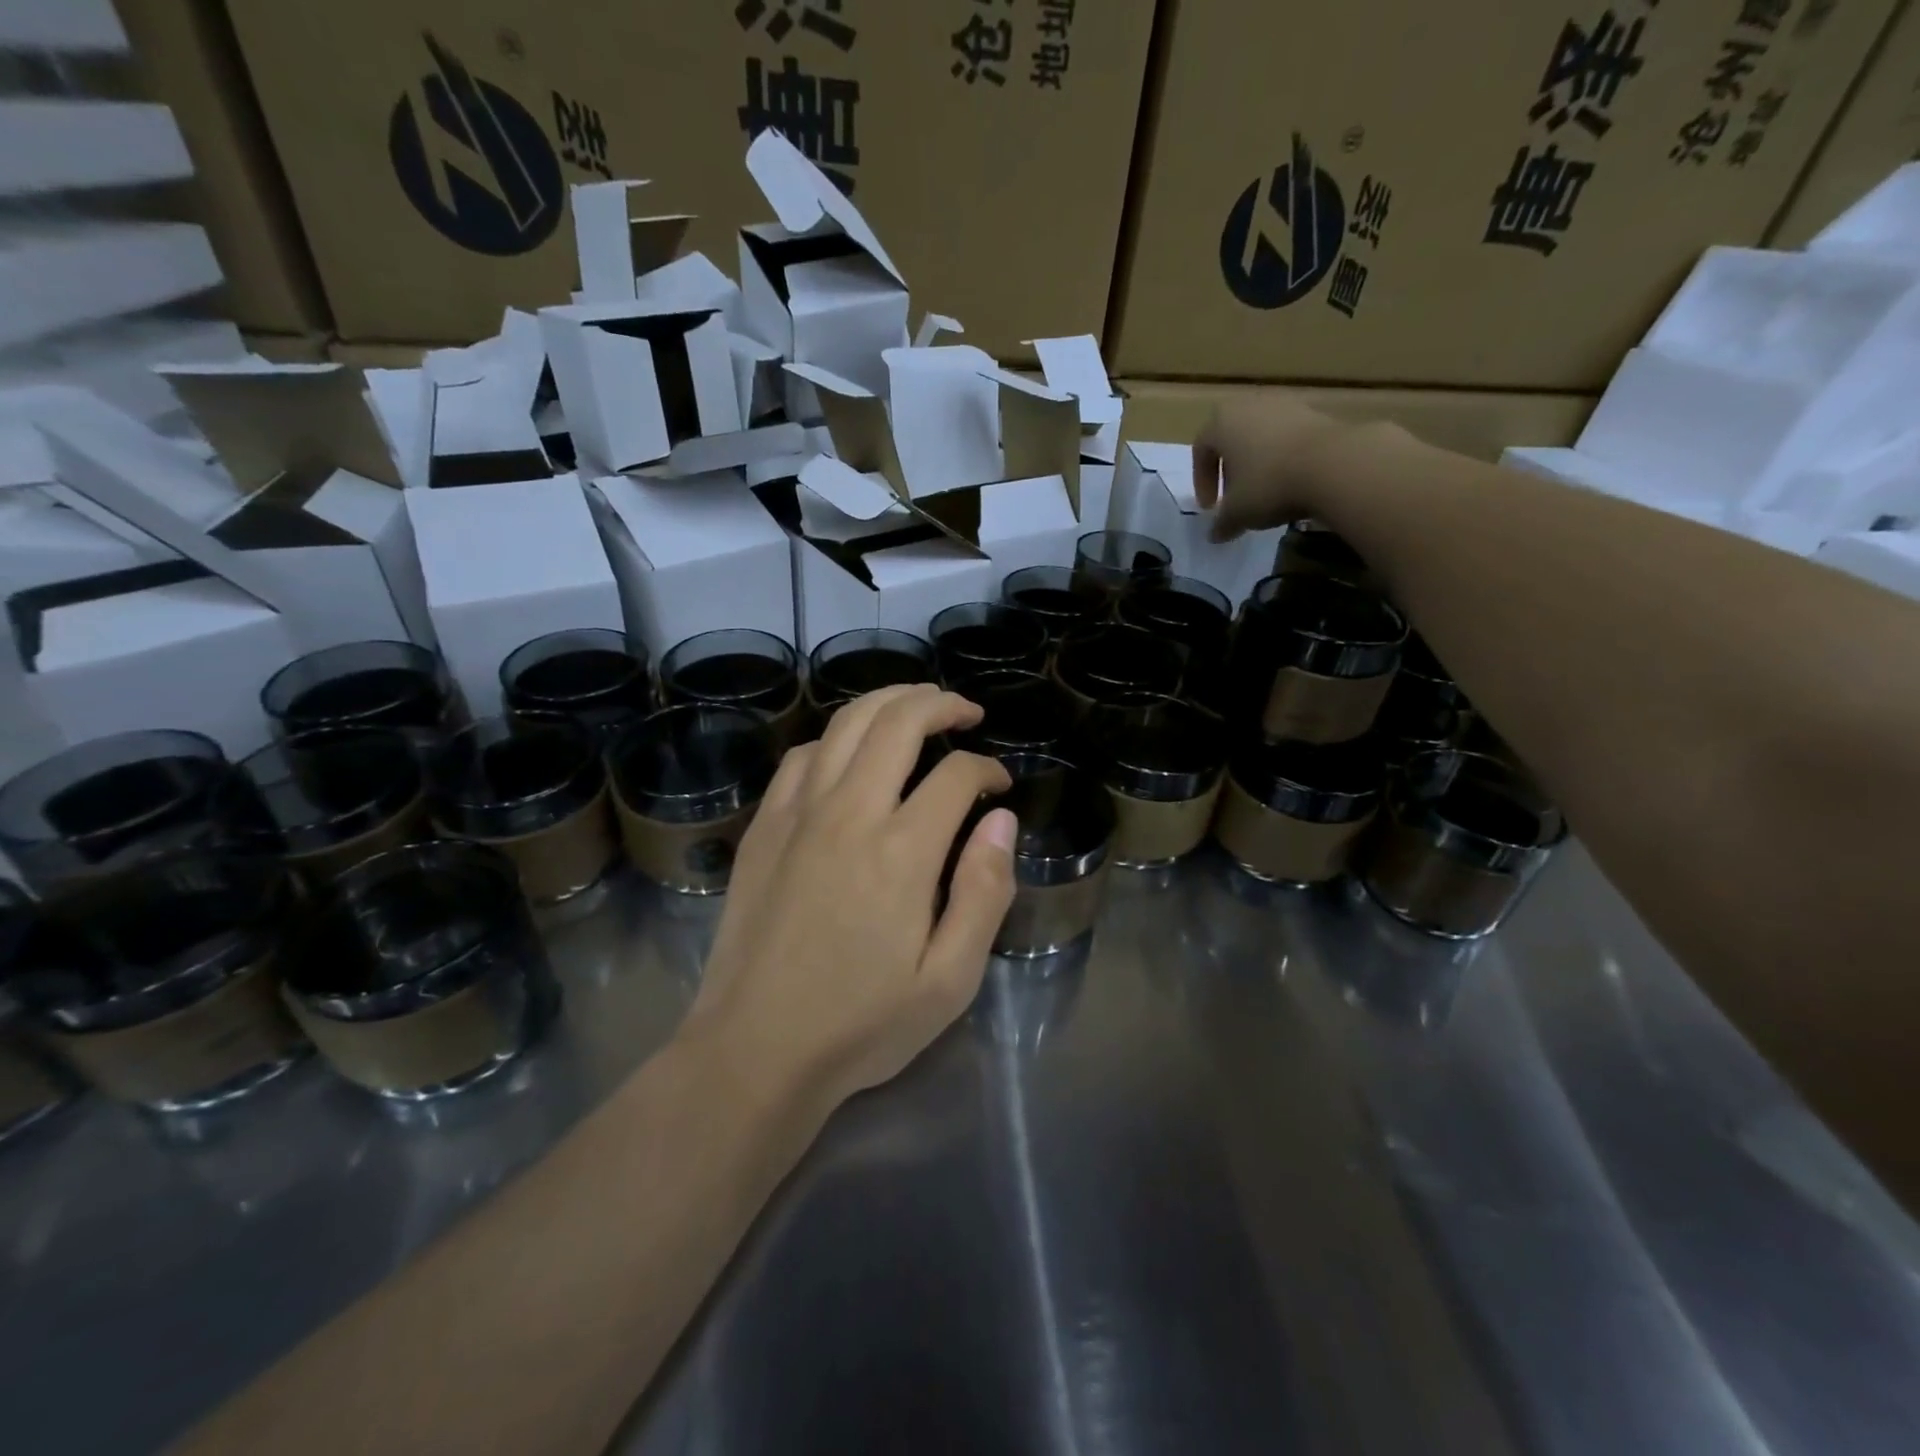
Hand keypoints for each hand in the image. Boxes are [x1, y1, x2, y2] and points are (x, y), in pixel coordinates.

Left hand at [683, 684, 1017, 1117]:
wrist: (754, 1049)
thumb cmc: (860, 1024)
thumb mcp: (949, 980)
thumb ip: (985, 893)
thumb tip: (1000, 820)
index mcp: (902, 851)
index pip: (956, 775)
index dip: (987, 770)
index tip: (1000, 786)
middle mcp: (849, 813)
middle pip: (898, 722)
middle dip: (941, 704)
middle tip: (967, 712)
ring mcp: (798, 813)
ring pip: (846, 724)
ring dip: (888, 702)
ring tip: (917, 705)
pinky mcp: (764, 826)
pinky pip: (802, 755)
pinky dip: (835, 737)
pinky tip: (849, 750)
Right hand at [1192, 394, 1353, 541]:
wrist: (1333, 464)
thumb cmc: (1268, 484)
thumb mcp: (1237, 513)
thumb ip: (1221, 523)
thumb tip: (1215, 535)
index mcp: (1221, 422)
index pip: (1201, 450)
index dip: (1202, 482)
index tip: (1211, 508)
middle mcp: (1250, 405)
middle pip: (1232, 438)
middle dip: (1230, 469)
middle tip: (1235, 497)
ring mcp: (1286, 405)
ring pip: (1261, 437)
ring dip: (1259, 463)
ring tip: (1265, 492)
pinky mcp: (1316, 413)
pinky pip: (1289, 438)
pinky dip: (1285, 458)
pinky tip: (1292, 482)